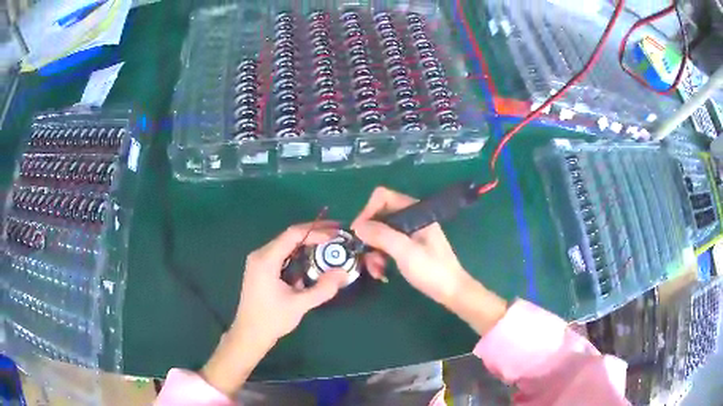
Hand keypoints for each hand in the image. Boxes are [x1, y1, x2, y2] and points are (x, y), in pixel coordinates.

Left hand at [201, 222, 346, 395]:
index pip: (293, 235)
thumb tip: (343, 273)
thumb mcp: (299, 305)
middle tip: (336, 234)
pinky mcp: (261, 269)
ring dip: (307, 243)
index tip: (335, 235)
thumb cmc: (271, 319)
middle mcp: (260, 255)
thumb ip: (322, 289)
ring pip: (286, 245)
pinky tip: (312, 259)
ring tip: (328, 244)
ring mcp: (259, 261)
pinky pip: (282, 254)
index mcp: (266, 260)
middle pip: (289, 236)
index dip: (316, 232)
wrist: (249, 334)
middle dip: (314, 233)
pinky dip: (298, 253)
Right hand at [351, 187, 469, 304]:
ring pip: (380, 234)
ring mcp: (409, 233)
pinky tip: (381, 273)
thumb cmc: (432, 270)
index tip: (359, 233)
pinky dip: (380, 258)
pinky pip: (386, 246)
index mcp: (415, 212)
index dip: (367, 212)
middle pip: (379, 217)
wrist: (451, 291)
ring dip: (373, 252)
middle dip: (369, 238)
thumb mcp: (405, 252)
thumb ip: (382, 235)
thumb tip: (358, 227)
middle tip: (365, 257)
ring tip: (376, 271)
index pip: (383, 198)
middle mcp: (411, 218)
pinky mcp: (408, 247)